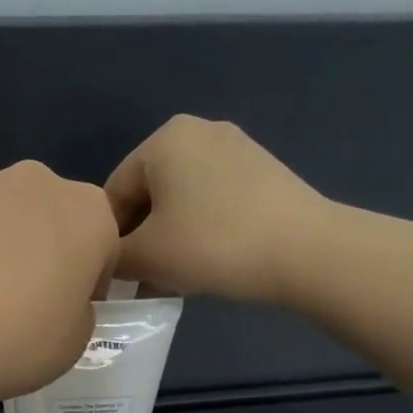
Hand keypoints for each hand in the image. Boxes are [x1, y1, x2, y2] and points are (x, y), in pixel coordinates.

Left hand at [0, 161, 118, 407]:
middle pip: (50, 218)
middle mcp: (34, 182)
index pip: (104, 244)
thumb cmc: (13, 341)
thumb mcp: (74, 343)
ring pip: (1, 217)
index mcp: (87, 212)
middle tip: (23, 304)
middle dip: (45, 252)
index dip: (90, 282)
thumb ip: (78, 308)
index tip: (68, 313)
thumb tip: (54, 296)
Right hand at [107, 115, 325, 302]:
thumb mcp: (146, 256)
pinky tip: (206, 264)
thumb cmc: (213, 245)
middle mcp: (198, 131)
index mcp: (163, 139)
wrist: (306, 251)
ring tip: (173, 279)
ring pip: (181, 201)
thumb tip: (107, 264)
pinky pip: (212, 202)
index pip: (114, 194)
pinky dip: (200, 232)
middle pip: (148, 195)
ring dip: (169, 240)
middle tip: (142, 282)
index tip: (114, 278)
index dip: (108, 241)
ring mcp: (236, 148)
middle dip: (141, 240)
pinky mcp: (262, 172)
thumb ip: (113, 257)